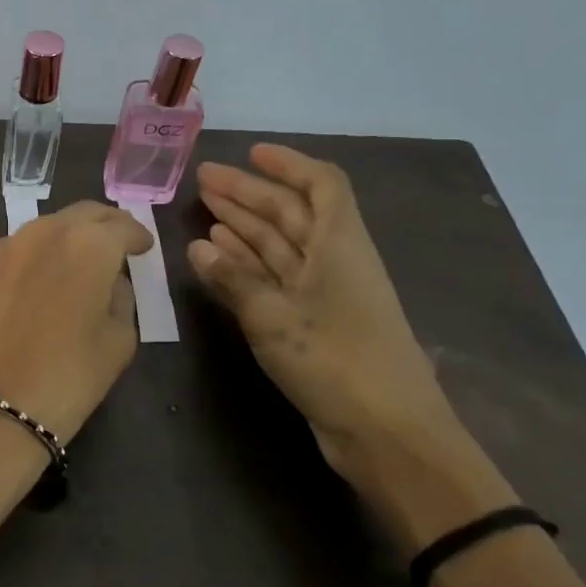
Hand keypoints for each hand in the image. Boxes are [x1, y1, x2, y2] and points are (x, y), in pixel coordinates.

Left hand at [0, 201, 152, 442]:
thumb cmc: (67, 380)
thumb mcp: (119, 342)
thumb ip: (121, 297)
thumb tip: (109, 279)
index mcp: (88, 245)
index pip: (120, 226)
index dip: (135, 236)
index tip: (140, 247)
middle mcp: (39, 232)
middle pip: (76, 218)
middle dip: (97, 228)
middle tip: (106, 248)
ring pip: (30, 238)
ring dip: (48, 251)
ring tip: (52, 280)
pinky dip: (6, 273)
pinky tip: (6, 304)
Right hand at [187, 144, 515, 551]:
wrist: (387, 432)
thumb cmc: (336, 361)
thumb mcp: (274, 315)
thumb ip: (233, 279)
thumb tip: (198, 247)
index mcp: (339, 245)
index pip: (320, 185)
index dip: (288, 165)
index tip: (251, 154)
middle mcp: (334, 261)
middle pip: (292, 213)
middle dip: (249, 194)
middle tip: (203, 182)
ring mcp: (324, 293)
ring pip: (280, 246)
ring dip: (245, 227)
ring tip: (204, 211)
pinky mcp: (313, 323)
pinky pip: (275, 279)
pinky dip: (248, 265)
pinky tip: (217, 257)